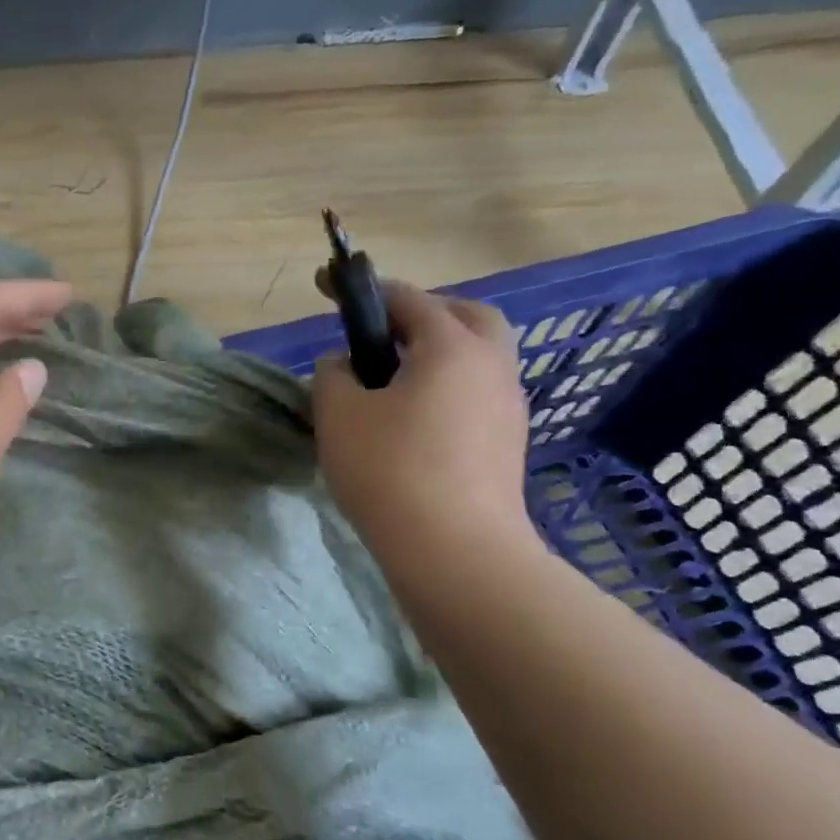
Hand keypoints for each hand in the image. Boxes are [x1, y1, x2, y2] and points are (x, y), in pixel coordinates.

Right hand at [312, 277, 536, 570]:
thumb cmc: (388, 470)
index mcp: (450, 347)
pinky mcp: (508, 441)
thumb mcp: (338, 415)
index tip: (331, 289)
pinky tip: (414, 418)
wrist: (455, 550)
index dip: (364, 291)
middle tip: (383, 334)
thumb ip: (333, 375)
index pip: (408, 299)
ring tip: (392, 380)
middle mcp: (490, 365)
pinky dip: (449, 386)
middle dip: (424, 313)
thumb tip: (345, 364)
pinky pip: (478, 392)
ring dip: (439, 352)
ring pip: (478, 356)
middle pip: (466, 316)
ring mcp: (507, 405)